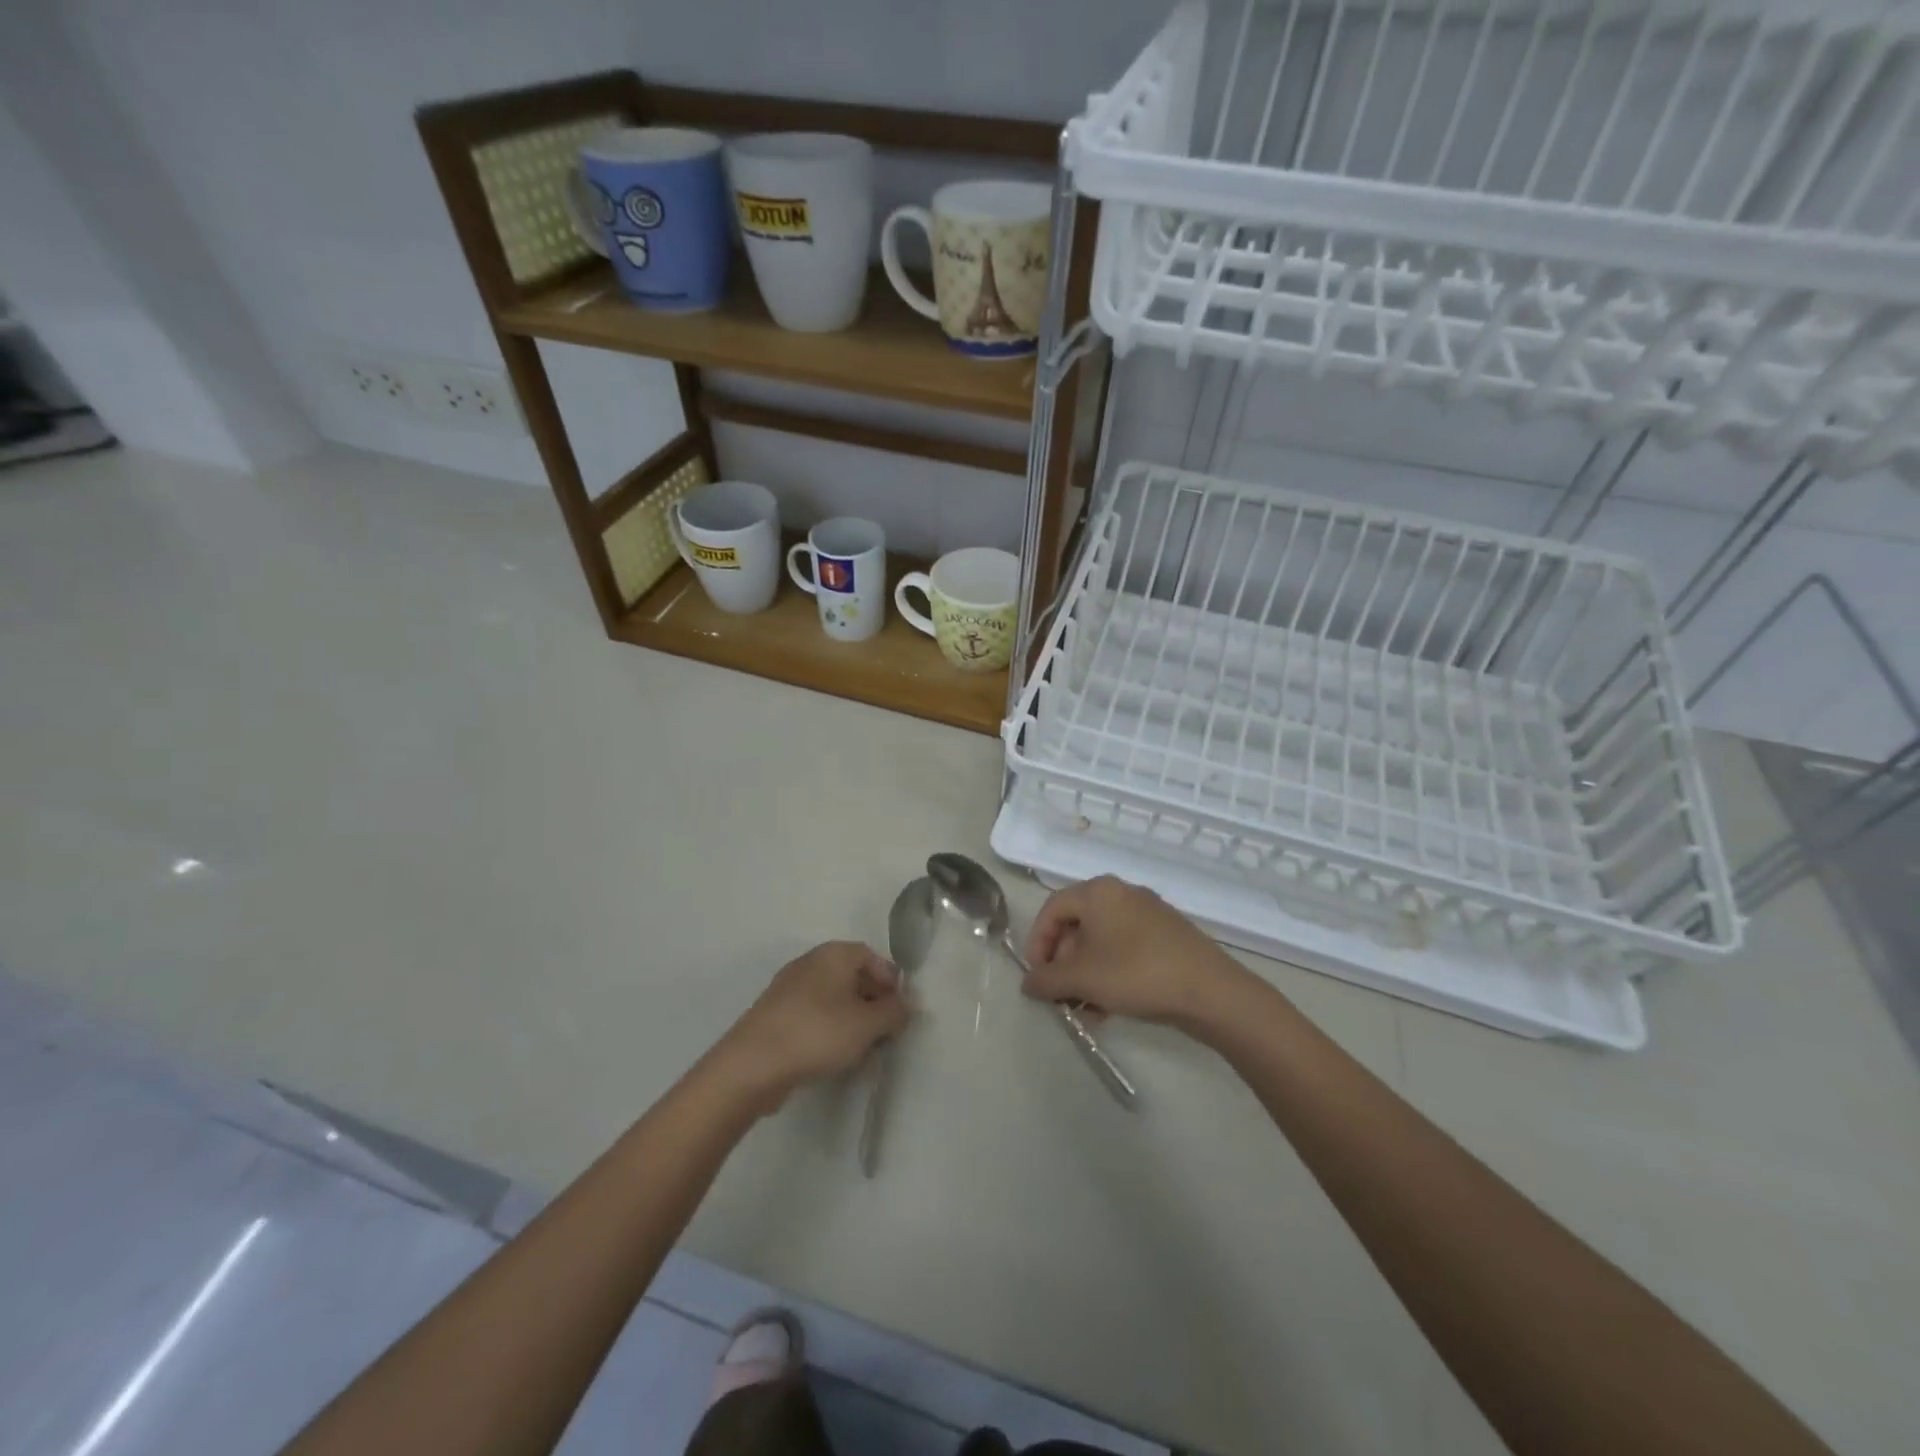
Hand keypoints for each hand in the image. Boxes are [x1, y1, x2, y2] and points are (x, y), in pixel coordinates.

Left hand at [716, 942, 909, 1111]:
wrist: (752, 1064)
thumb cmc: (817, 1033)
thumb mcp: (867, 1024)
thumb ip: (894, 1012)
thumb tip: (907, 1004)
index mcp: (833, 954)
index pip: (871, 956)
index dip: (890, 980)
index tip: (900, 1009)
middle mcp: (810, 962)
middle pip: (851, 976)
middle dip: (872, 1002)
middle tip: (885, 1032)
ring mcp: (789, 989)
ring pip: (832, 998)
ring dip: (852, 1020)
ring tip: (863, 1050)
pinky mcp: (775, 1015)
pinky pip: (813, 1016)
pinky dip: (828, 1030)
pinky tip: (834, 1057)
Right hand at [1024, 876, 1251, 1034]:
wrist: (1211, 991)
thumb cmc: (1136, 973)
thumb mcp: (1082, 978)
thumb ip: (1046, 979)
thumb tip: (1028, 983)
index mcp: (1098, 891)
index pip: (1052, 909)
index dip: (1037, 942)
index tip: (1036, 976)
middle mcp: (1122, 894)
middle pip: (1077, 926)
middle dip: (1063, 964)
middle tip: (1060, 996)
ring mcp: (1148, 915)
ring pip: (1101, 943)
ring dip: (1085, 976)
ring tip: (1083, 1011)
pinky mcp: (1166, 938)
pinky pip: (1125, 951)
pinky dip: (1109, 976)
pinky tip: (1107, 1010)